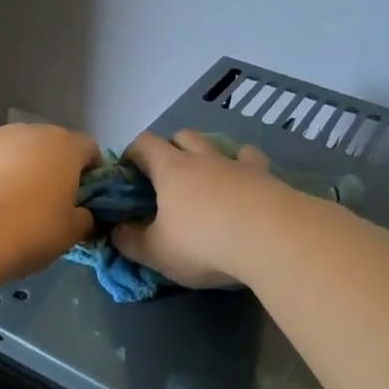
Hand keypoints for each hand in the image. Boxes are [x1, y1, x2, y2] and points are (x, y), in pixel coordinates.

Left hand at [0, 123, 99, 279]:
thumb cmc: (29, 230)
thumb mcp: (69, 234)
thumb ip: (83, 219)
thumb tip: (82, 214)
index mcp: (63, 146)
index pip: (89, 150)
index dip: (91, 173)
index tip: (84, 199)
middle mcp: (28, 132)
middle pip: (49, 147)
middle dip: (51, 170)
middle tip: (46, 205)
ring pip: (12, 153)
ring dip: (16, 172)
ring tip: (7, 208)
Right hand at [109, 130, 292, 287]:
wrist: (272, 239)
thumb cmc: (203, 243)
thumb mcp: (156, 252)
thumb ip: (130, 241)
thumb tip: (116, 230)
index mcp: (170, 170)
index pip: (144, 144)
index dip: (133, 152)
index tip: (128, 170)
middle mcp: (203, 158)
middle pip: (183, 136)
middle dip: (171, 148)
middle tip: (167, 176)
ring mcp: (238, 164)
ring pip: (218, 144)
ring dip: (209, 154)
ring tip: (208, 178)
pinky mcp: (267, 177)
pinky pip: (252, 160)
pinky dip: (245, 166)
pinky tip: (247, 181)